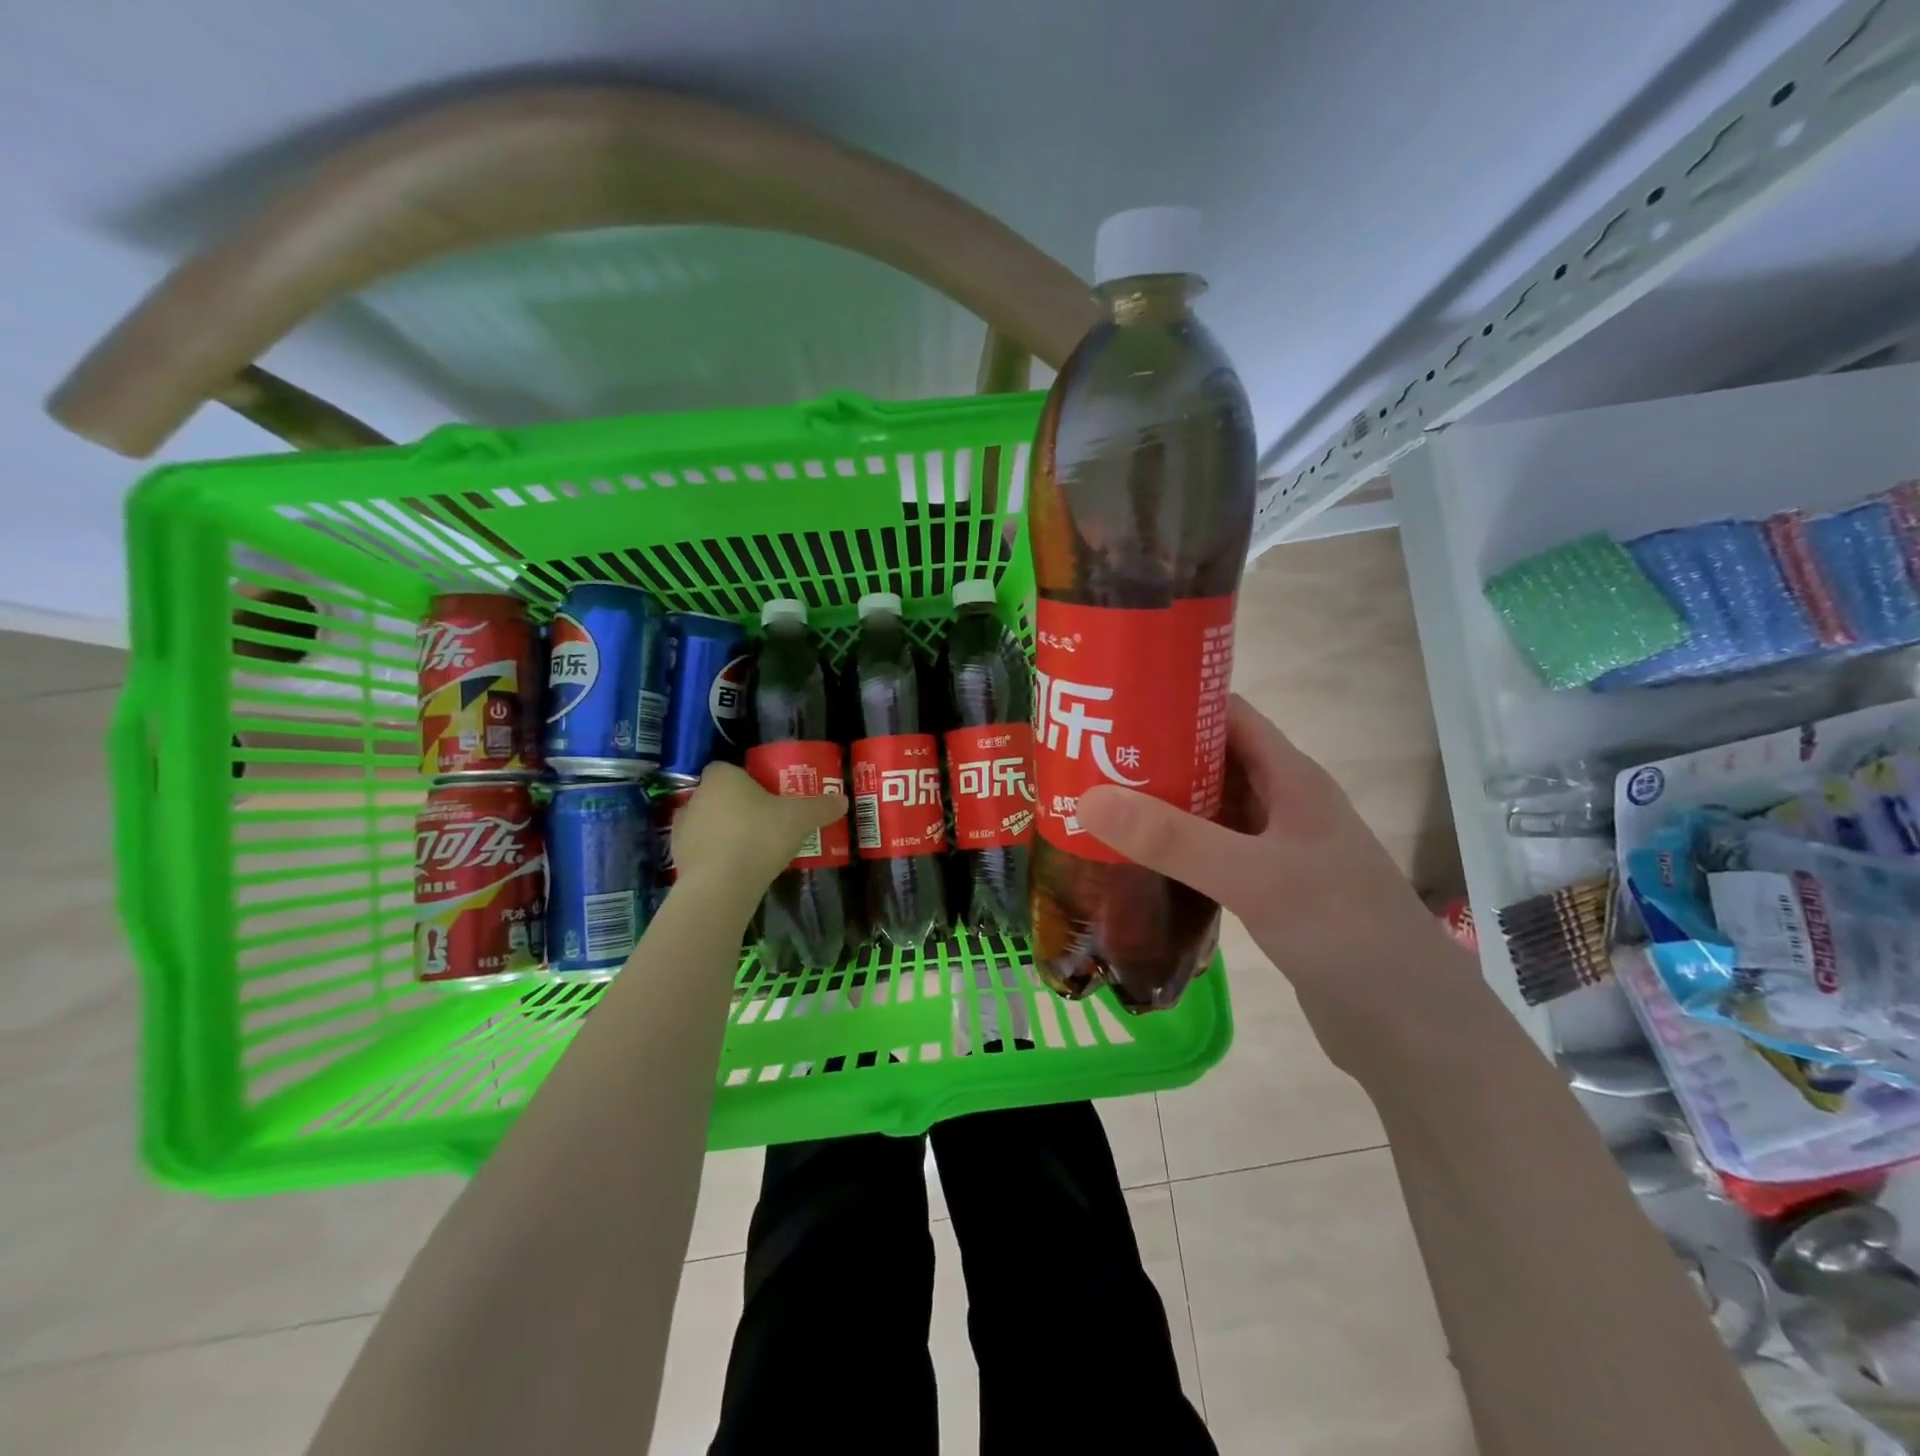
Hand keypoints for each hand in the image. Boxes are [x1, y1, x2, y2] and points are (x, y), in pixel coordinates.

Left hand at [668, 763, 846, 906]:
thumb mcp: (800, 819)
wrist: (721, 885)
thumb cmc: (759, 837)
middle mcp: (696, 797)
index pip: (730, 769)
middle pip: (720, 796)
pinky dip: (715, 856)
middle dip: (738, 807)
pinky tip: (737, 869)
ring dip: (725, 832)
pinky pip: (702, 850)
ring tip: (752, 849)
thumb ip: (821, 807)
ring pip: (709, 823)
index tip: (767, 796)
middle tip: (766, 822)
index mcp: (721, 777)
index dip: (748, 781)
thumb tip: (843, 801)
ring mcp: (682, 828)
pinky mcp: (678, 858)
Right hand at [1075, 695, 1492, 1076]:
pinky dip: (1173, 850)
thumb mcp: (1254, 877)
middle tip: (1089, 758)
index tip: (1114, 703)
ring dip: (1160, 805)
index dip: (1175, 700)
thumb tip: (1088, 798)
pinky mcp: (1266, 891)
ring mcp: (1276, 849)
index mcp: (1291, 778)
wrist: (1409, 1026)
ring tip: (1097, 804)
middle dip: (1154, 755)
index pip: (1228, 714)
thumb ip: (1173, 839)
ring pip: (1208, 810)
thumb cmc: (1343, 931)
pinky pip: (1210, 854)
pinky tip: (1134, 861)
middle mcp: (1283, 804)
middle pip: (1211, 760)